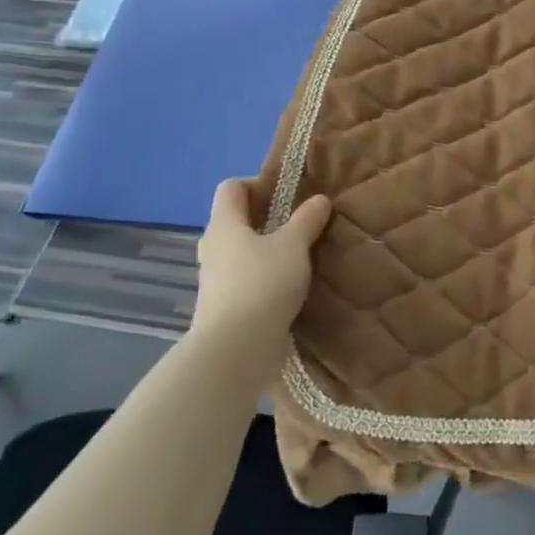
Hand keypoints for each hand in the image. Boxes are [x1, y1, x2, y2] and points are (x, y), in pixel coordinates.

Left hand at [190, 179, 331, 357]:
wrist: (234, 351)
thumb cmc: (262, 284)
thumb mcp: (293, 246)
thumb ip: (306, 220)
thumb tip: (319, 199)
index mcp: (225, 224)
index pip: (232, 187)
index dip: (258, 183)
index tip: (289, 194)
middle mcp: (216, 247)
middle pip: (240, 220)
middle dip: (272, 219)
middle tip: (305, 224)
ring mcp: (218, 280)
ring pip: (247, 252)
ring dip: (273, 251)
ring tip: (305, 256)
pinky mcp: (227, 307)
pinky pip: (250, 280)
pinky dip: (270, 278)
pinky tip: (295, 286)